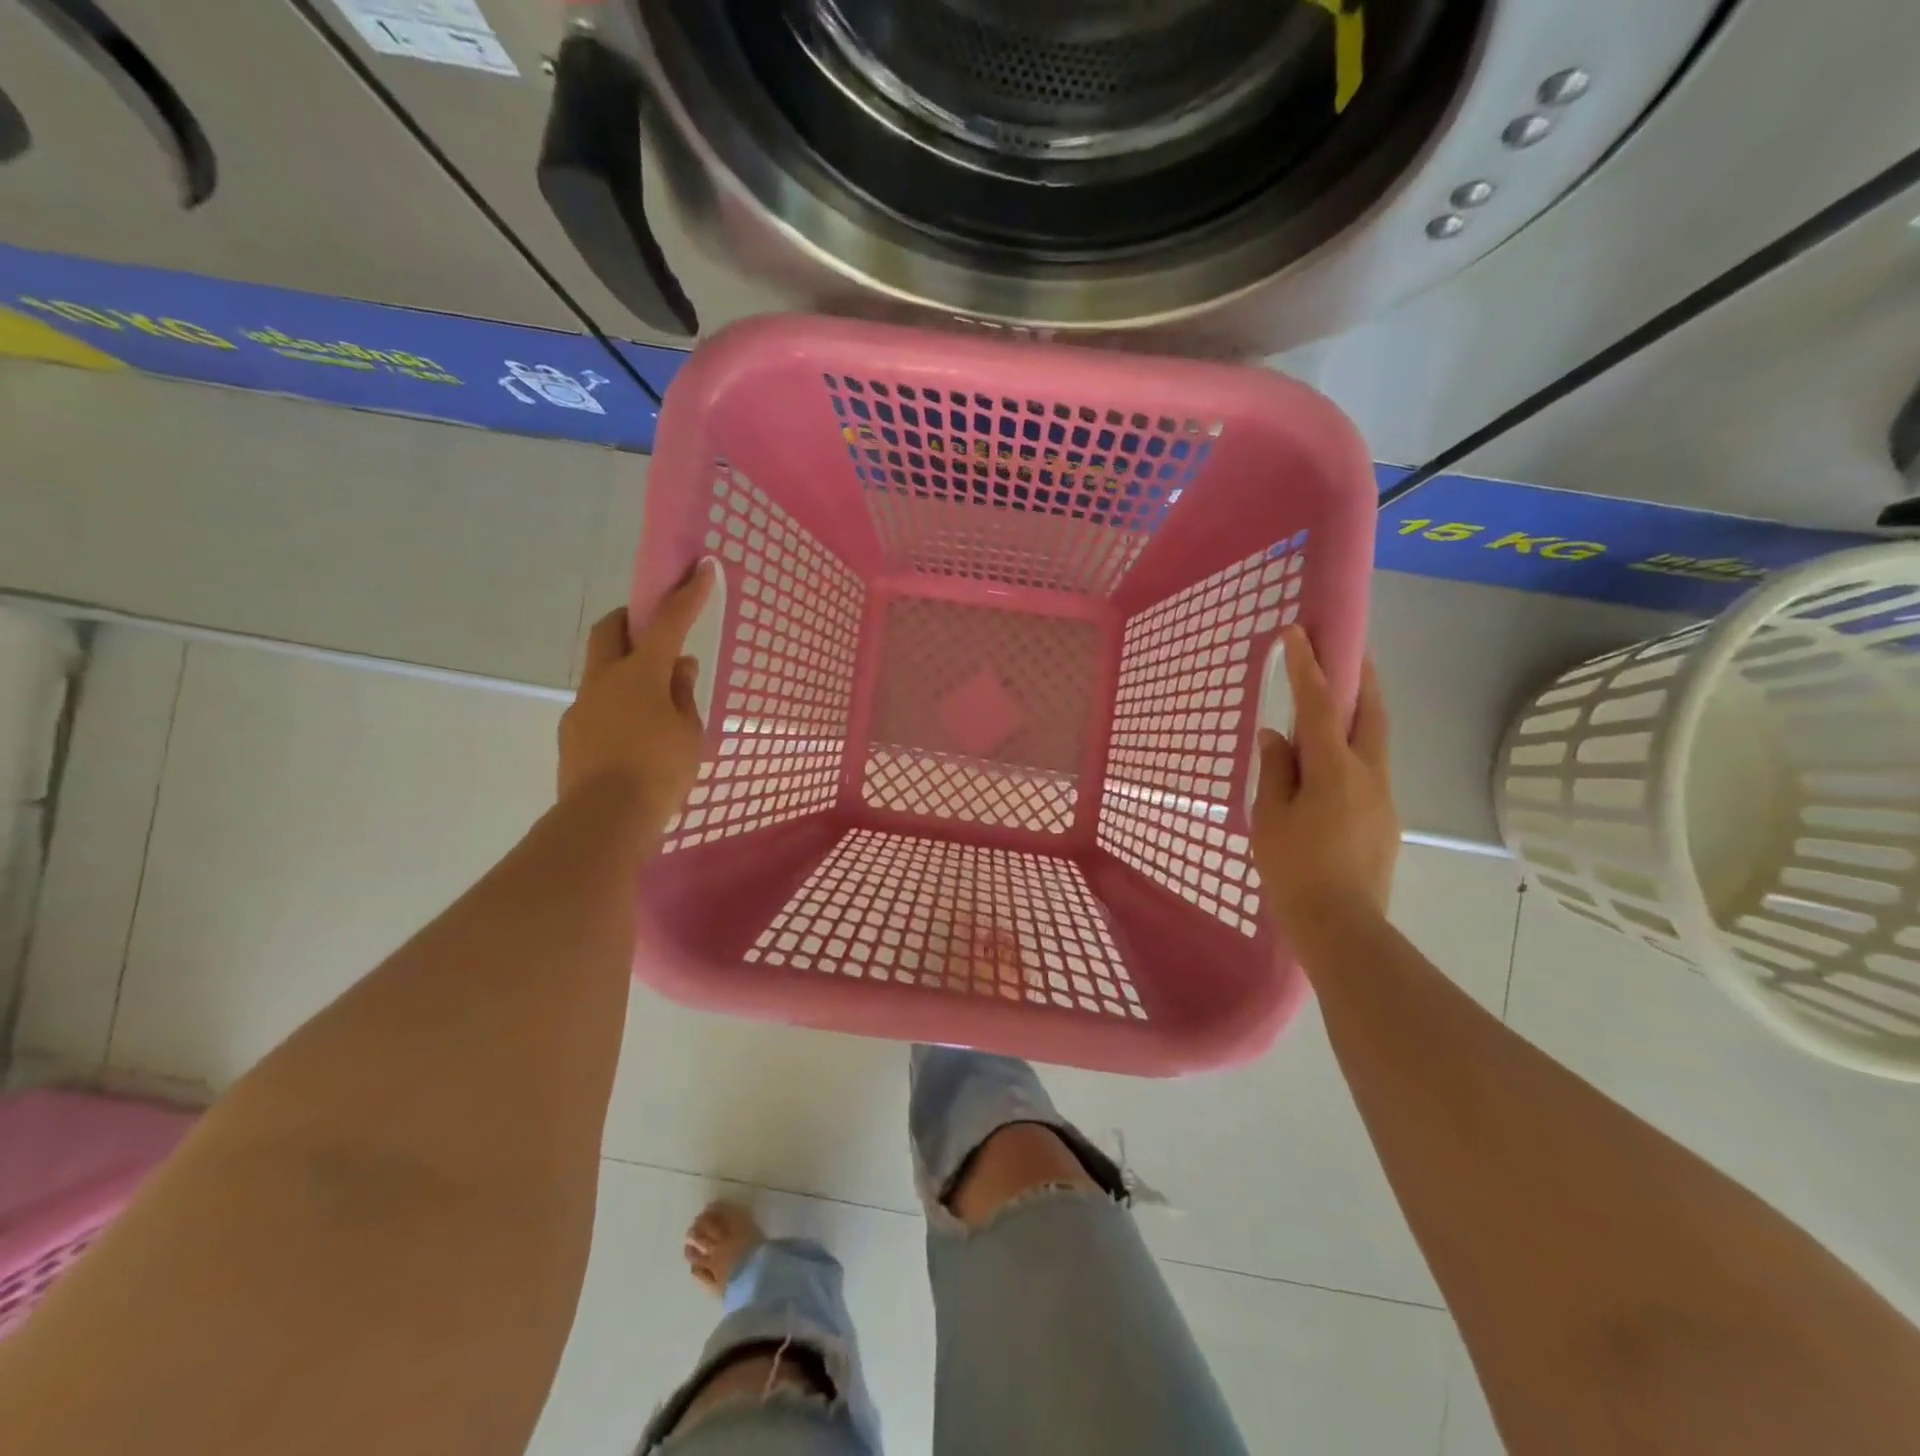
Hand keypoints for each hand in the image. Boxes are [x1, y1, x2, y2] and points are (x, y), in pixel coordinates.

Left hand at [559, 560, 715, 821]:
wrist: (604, 820)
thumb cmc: (659, 771)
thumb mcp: (688, 732)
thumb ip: (683, 694)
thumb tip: (679, 666)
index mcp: (641, 674)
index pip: (668, 622)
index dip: (687, 594)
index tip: (701, 567)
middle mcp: (605, 680)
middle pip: (610, 629)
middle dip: (631, 618)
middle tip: (653, 628)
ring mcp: (583, 705)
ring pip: (602, 669)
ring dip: (626, 668)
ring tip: (655, 701)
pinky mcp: (572, 733)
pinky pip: (598, 704)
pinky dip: (618, 704)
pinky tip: (635, 735)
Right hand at [1251, 626, 1398, 937]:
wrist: (1342, 925)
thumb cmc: (1294, 868)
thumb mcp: (1270, 817)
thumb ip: (1274, 771)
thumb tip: (1275, 737)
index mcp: (1334, 769)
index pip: (1318, 706)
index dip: (1308, 666)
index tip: (1298, 632)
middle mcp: (1367, 774)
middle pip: (1370, 713)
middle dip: (1360, 677)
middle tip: (1349, 651)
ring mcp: (1383, 797)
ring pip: (1375, 741)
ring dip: (1361, 713)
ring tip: (1338, 702)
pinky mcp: (1385, 819)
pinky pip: (1370, 769)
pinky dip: (1354, 750)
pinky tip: (1332, 764)